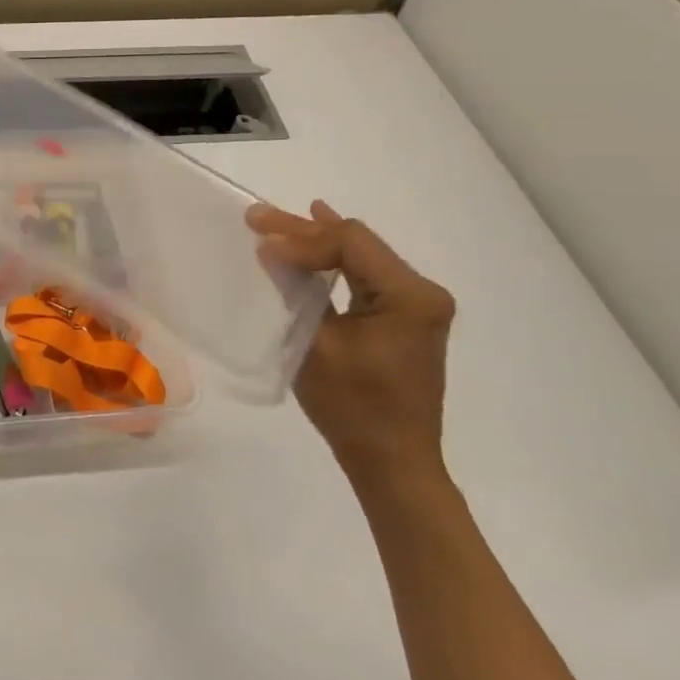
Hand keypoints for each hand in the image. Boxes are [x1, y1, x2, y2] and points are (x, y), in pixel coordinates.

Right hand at [247, 200, 454, 485]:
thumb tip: (271, 248)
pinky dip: (336, 259)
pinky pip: (366, 273)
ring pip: (360, 254)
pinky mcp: (406, 316)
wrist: (392, 462)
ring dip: (316, 241)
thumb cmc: (353, 408)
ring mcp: (417, 304)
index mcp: (410, 296)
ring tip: (275, 223)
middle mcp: (422, 291)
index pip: (351, 243)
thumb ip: (297, 289)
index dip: (302, 238)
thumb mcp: (316, 344)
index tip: (261, 245)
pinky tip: (318, 235)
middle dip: (304, 231)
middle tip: (256, 217)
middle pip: (357, 243)